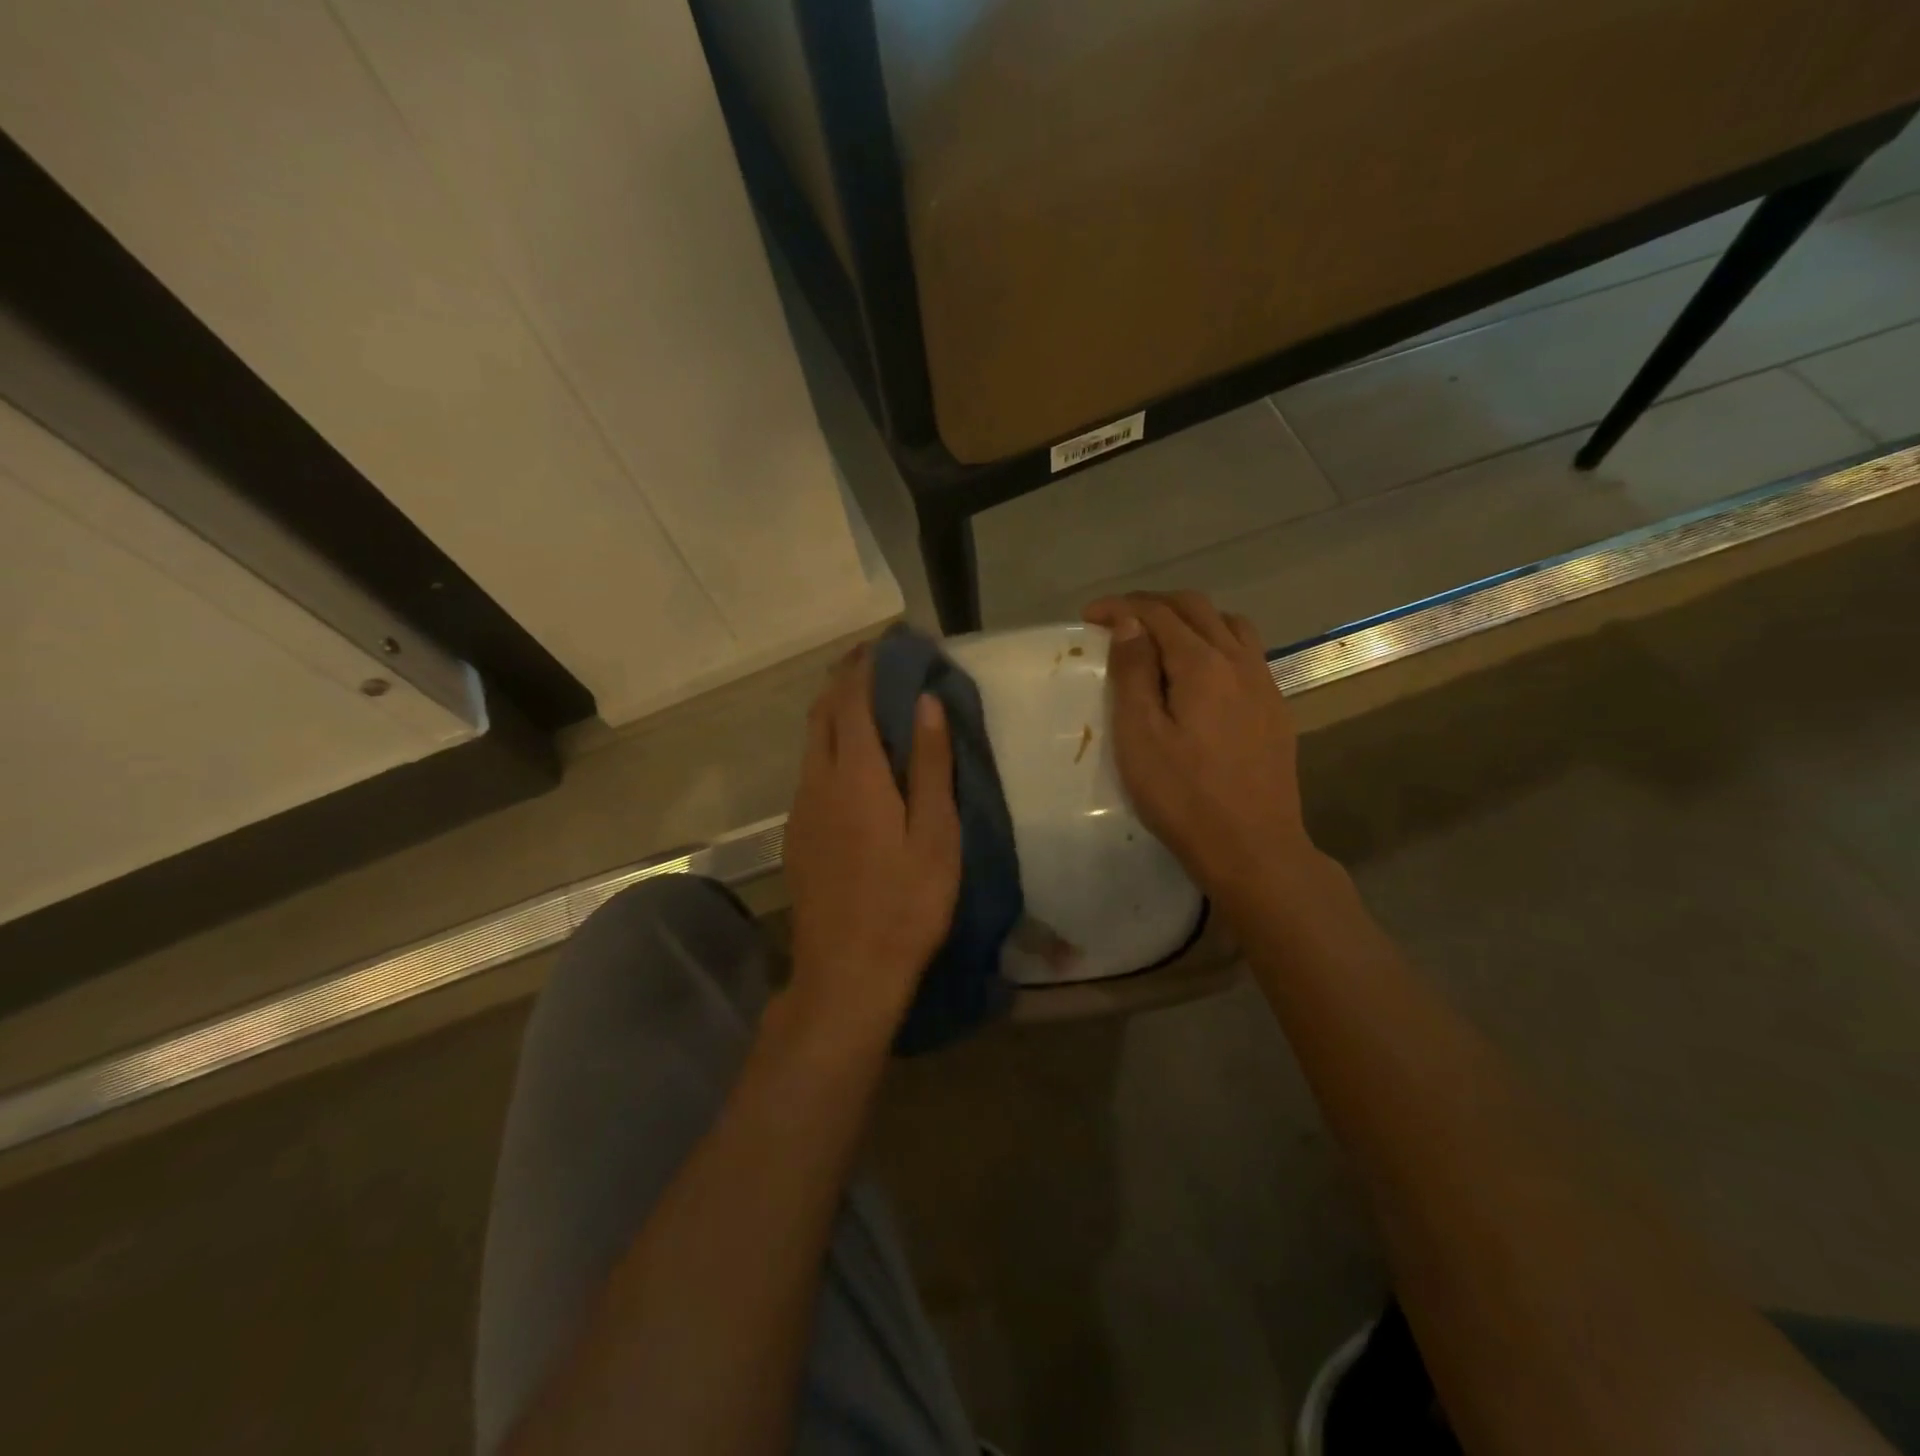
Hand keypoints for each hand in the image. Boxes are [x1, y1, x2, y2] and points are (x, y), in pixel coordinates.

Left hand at [783, 644, 961, 1037]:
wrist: (846, 974)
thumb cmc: (905, 904)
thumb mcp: (935, 834)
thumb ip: (929, 765)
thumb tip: (925, 703)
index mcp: (855, 776)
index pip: (852, 701)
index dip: (865, 666)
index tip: (884, 643)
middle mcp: (817, 782)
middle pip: (821, 714)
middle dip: (843, 680)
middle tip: (873, 662)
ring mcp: (801, 811)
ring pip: (810, 744)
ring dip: (833, 712)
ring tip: (864, 701)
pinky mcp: (797, 836)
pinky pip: (809, 772)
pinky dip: (827, 746)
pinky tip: (849, 762)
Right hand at [1084, 591, 1317, 904]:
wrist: (1252, 848)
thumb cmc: (1183, 797)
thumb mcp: (1140, 736)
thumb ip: (1134, 673)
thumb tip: (1129, 622)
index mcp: (1203, 664)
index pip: (1158, 614)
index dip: (1120, 606)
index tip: (1088, 617)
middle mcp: (1240, 661)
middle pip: (1197, 608)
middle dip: (1154, 604)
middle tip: (1118, 621)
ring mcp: (1264, 684)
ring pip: (1230, 625)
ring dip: (1191, 619)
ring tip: (1161, 639)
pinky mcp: (1275, 708)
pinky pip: (1246, 653)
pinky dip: (1216, 642)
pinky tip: (1200, 675)